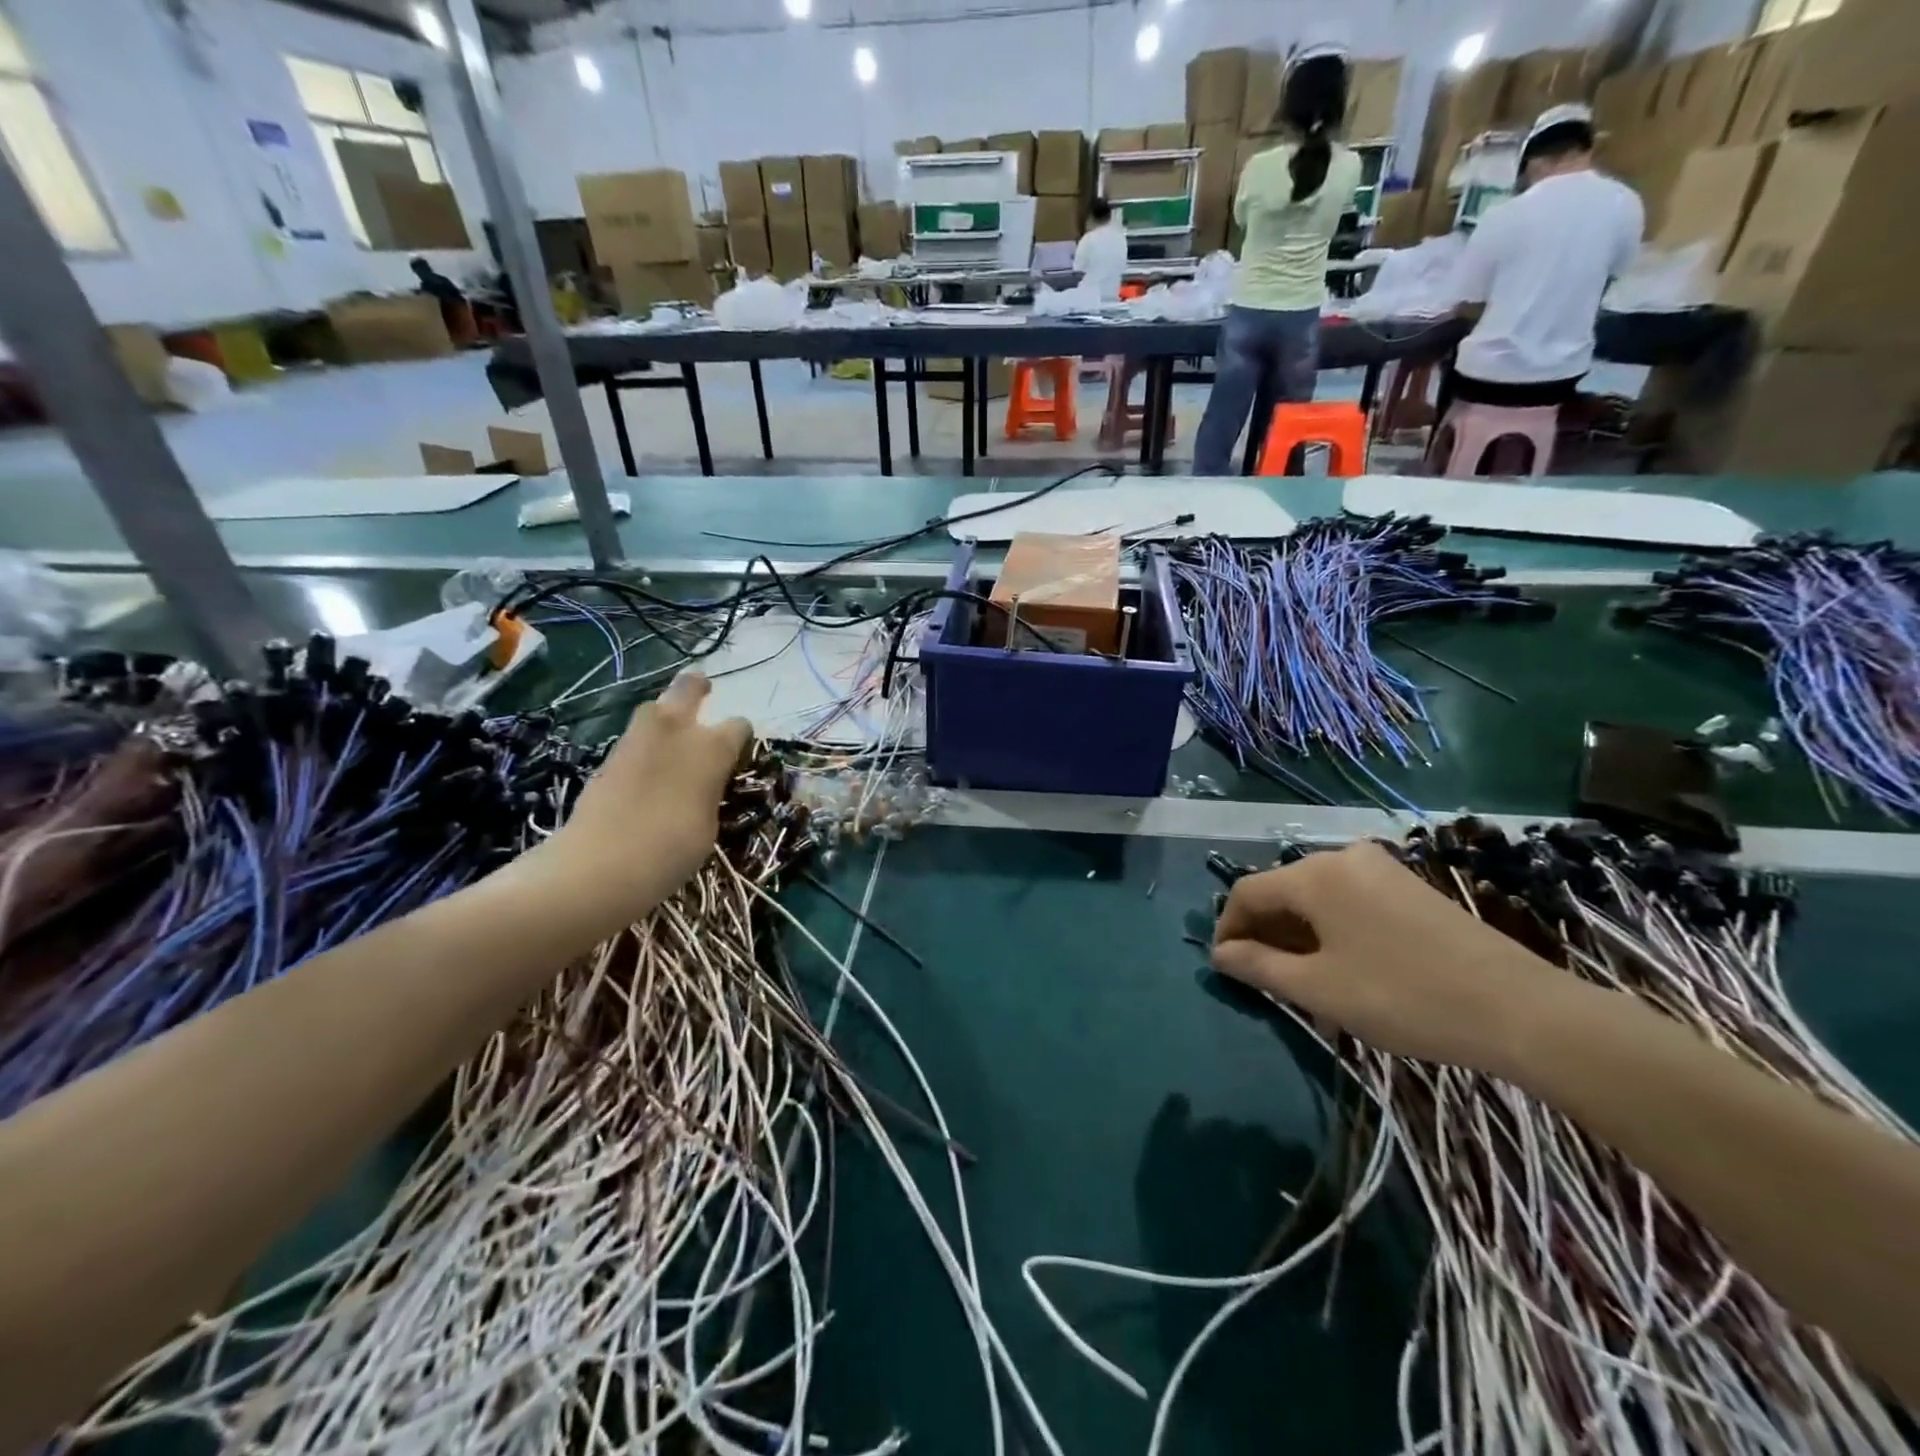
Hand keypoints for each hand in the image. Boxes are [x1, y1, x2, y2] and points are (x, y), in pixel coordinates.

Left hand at [522, 673, 751, 932]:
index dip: (740, 738)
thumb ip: (709, 790)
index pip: (739, 726)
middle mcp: (676, 730)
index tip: (738, 753)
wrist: (602, 863)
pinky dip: (643, 745)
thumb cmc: (673, 848)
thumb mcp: (709, 823)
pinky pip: (633, 738)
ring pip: (655, 709)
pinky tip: (646, 769)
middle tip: (703, 694)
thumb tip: (702, 783)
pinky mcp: (608, 755)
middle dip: (696, 689)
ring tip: (671, 739)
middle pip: (688, 688)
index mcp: (713, 747)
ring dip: (665, 717)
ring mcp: (637, 739)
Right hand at [1210, 840, 1563, 1074]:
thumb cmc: (1403, 997)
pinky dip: (1331, 928)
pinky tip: (1343, 965)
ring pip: (1316, 896)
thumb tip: (1220, 954)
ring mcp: (1381, 868)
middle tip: (1262, 978)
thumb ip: (1259, 966)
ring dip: (1298, 933)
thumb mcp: (1319, 989)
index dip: (1228, 928)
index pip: (1248, 892)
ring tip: (1302, 978)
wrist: (1521, 1009)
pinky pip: (1349, 899)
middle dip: (1264, 932)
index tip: (1225, 967)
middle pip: (1283, 890)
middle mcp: (1343, 857)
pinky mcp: (1409, 886)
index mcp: (1314, 874)